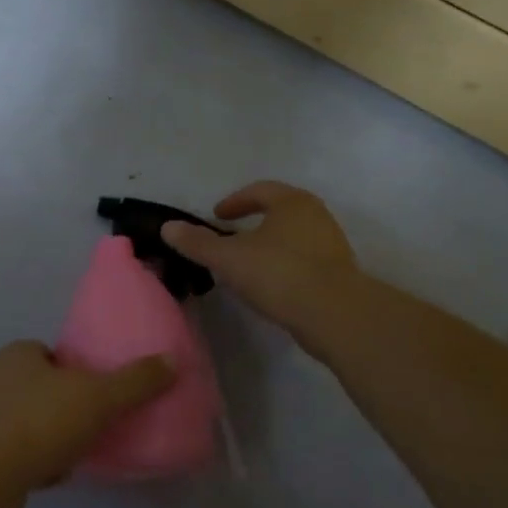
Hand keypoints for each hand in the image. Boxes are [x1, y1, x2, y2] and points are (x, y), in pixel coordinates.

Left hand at [0, 341, 174, 501]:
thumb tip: (172, 361)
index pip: (55, 354)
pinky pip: (20, 452)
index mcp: (19, 354)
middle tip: (99, 424)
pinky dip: (40, 462)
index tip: (103, 392)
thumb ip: (135, 381)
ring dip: (55, 436)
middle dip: (69, 406)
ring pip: (33, 422)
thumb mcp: (97, 397)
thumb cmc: (38, 422)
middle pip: (45, 388)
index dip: (80, 370)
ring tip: (83, 452)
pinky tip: (58, 475)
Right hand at [160, 181, 357, 343]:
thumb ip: (198, 242)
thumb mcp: (229, 258)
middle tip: (232, 236)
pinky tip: (271, 286)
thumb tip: (168, 227)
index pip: (259, 190)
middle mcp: (316, 216)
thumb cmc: (279, 274)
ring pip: (294, 237)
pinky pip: (305, 260)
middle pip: (280, 211)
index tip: (217, 216)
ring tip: (248, 264)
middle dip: (254, 222)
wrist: (337, 316)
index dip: (235, 201)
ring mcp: (332, 245)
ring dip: (270, 245)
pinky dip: (285, 265)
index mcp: (292, 202)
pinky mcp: (340, 274)